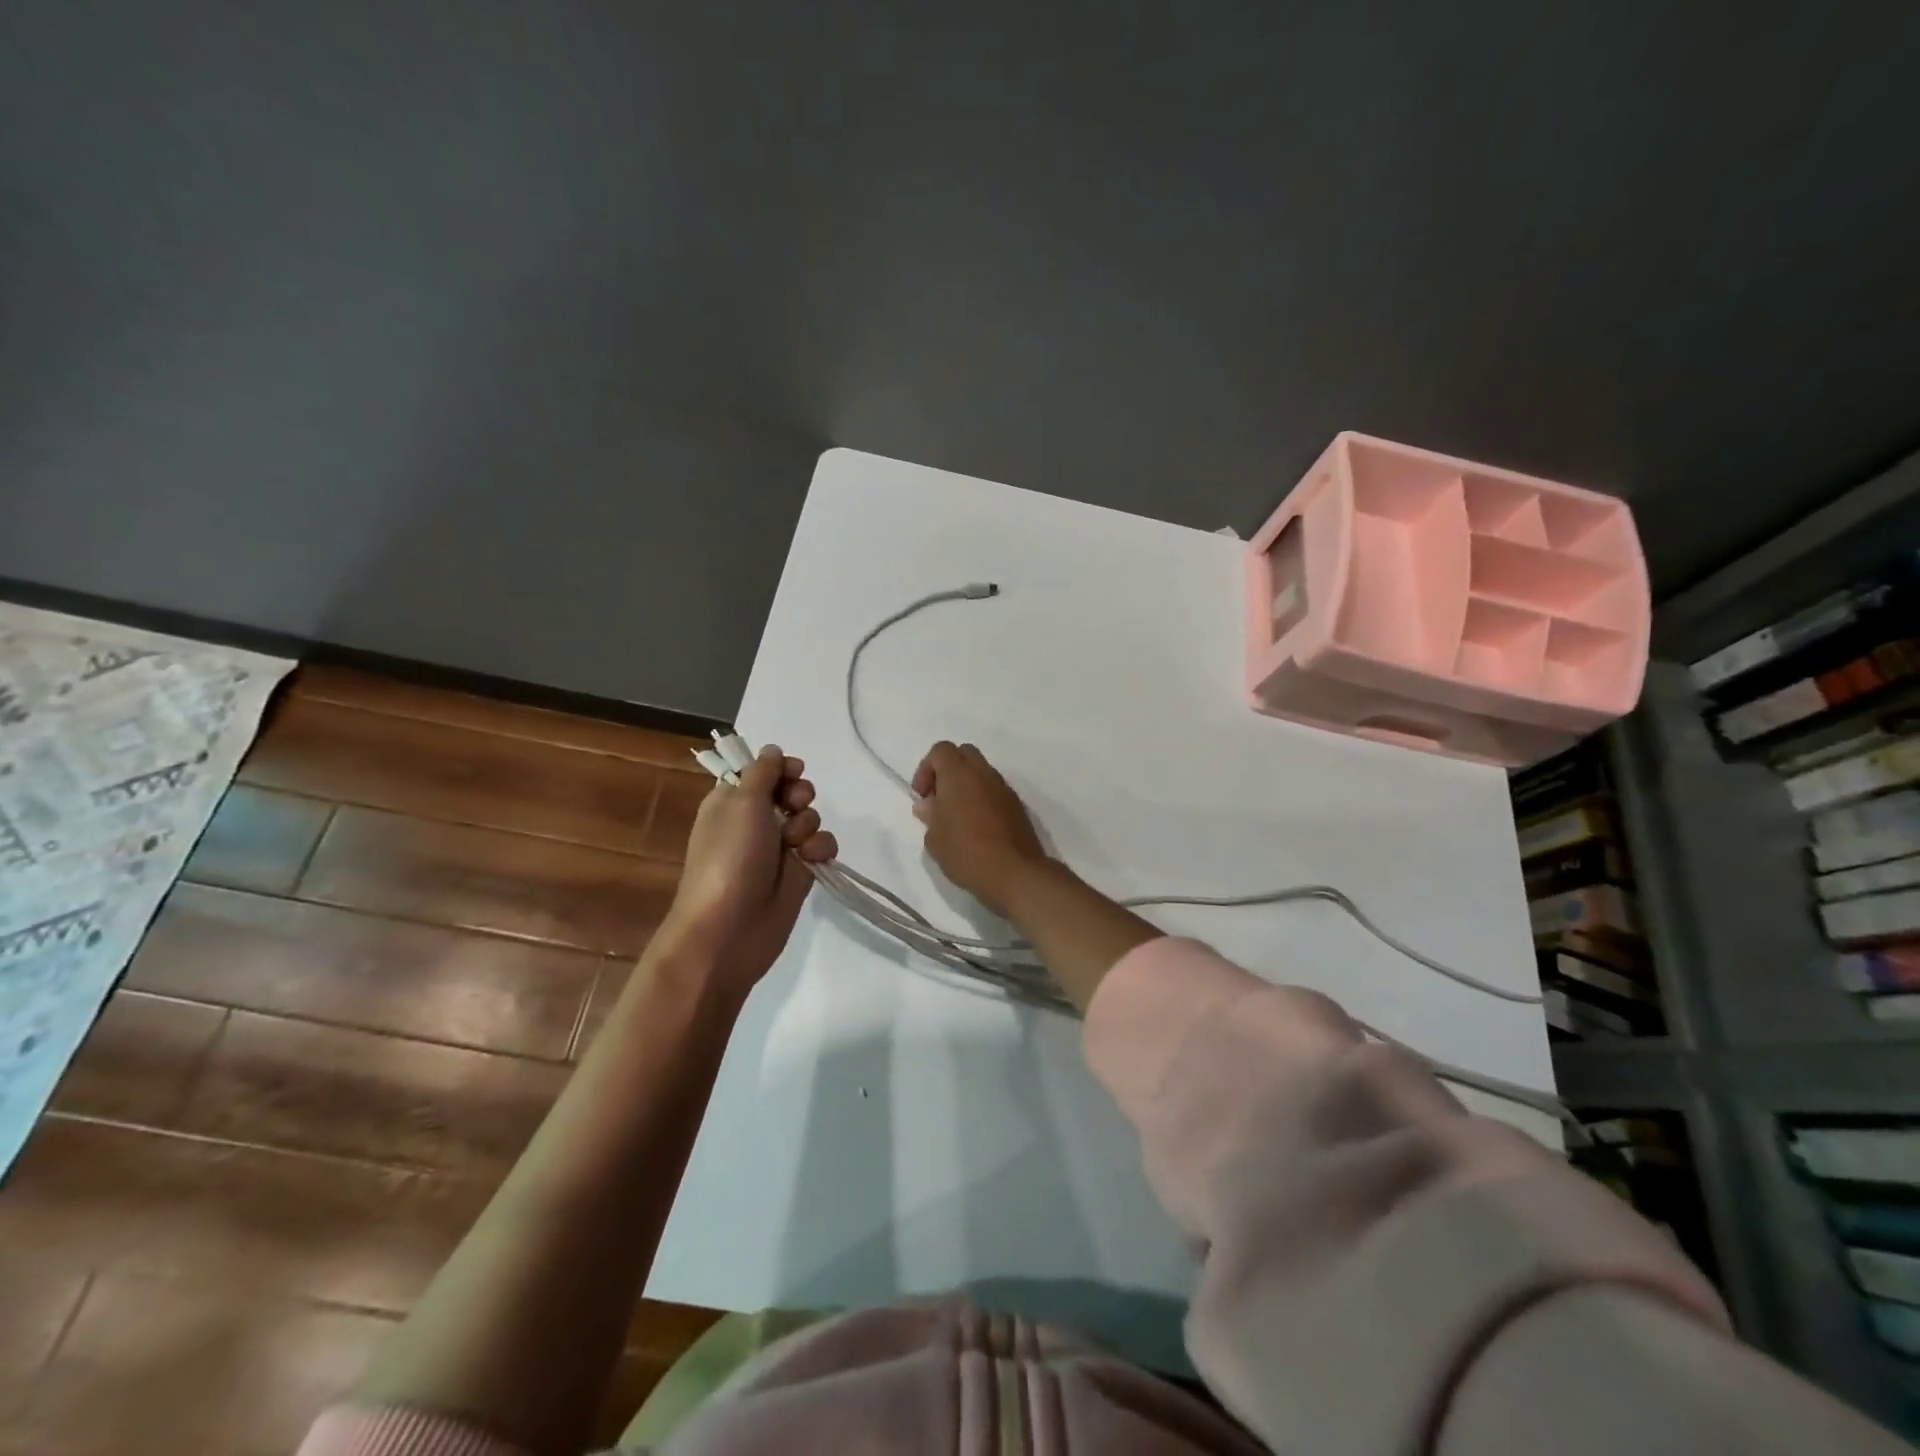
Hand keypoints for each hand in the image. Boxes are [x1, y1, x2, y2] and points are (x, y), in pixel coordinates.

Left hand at [658, 745, 837, 992]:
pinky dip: (821, 848)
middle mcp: (755, 821)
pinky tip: (812, 859)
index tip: (792, 771)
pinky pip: (822, 846)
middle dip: (800, 794)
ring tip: (796, 843)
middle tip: (794, 804)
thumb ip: (762, 772)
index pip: (762, 772)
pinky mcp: (800, 872)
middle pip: (791, 791)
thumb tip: (772, 750)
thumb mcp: (741, 803)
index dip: (780, 769)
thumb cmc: (729, 858)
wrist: (729, 929)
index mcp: (732, 801)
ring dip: (809, 823)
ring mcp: (779, 848)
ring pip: (810, 818)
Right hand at [911, 741, 1049, 918]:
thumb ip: (930, 815)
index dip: (926, 768)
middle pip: (964, 754)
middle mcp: (984, 774)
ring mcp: (1004, 789)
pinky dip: (983, 799)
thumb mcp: (935, 839)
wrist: (1014, 873)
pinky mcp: (1018, 806)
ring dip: (967, 785)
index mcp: (959, 775)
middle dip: (948, 770)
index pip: (941, 750)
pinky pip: (995, 791)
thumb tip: (928, 804)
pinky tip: (977, 827)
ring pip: (982, 772)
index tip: (922, 796)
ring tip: (958, 817)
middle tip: (939, 799)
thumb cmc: (965, 852)